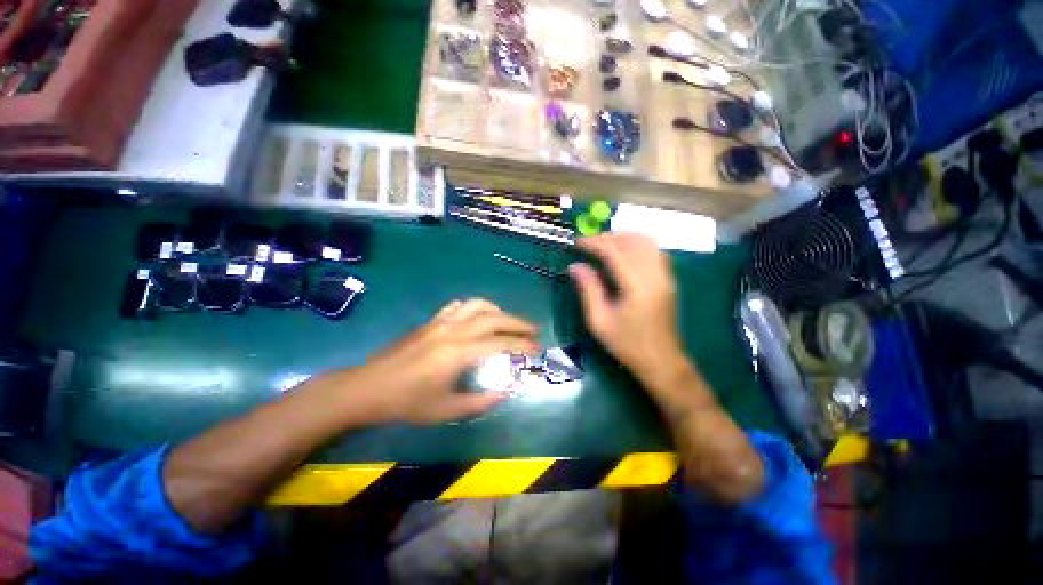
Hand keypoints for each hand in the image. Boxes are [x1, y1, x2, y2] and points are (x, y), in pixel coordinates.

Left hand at [352, 299, 538, 424]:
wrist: (368, 388)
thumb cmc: (406, 403)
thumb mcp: (445, 411)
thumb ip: (480, 402)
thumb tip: (505, 392)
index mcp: (458, 353)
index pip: (500, 343)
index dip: (522, 344)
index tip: (537, 349)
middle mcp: (453, 330)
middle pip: (494, 317)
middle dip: (518, 322)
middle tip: (533, 331)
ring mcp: (441, 322)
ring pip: (477, 305)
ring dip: (498, 311)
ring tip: (508, 322)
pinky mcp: (431, 321)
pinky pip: (458, 306)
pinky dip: (474, 308)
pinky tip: (477, 318)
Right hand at [569, 233, 685, 381]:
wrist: (661, 361)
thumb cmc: (627, 344)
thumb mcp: (599, 320)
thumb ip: (588, 289)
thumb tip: (575, 266)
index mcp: (637, 286)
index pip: (615, 251)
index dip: (594, 243)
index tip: (577, 242)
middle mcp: (655, 275)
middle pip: (632, 241)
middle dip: (608, 237)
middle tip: (588, 243)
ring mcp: (666, 276)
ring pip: (647, 242)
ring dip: (624, 237)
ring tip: (603, 243)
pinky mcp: (669, 279)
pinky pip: (654, 250)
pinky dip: (637, 244)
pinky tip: (623, 252)